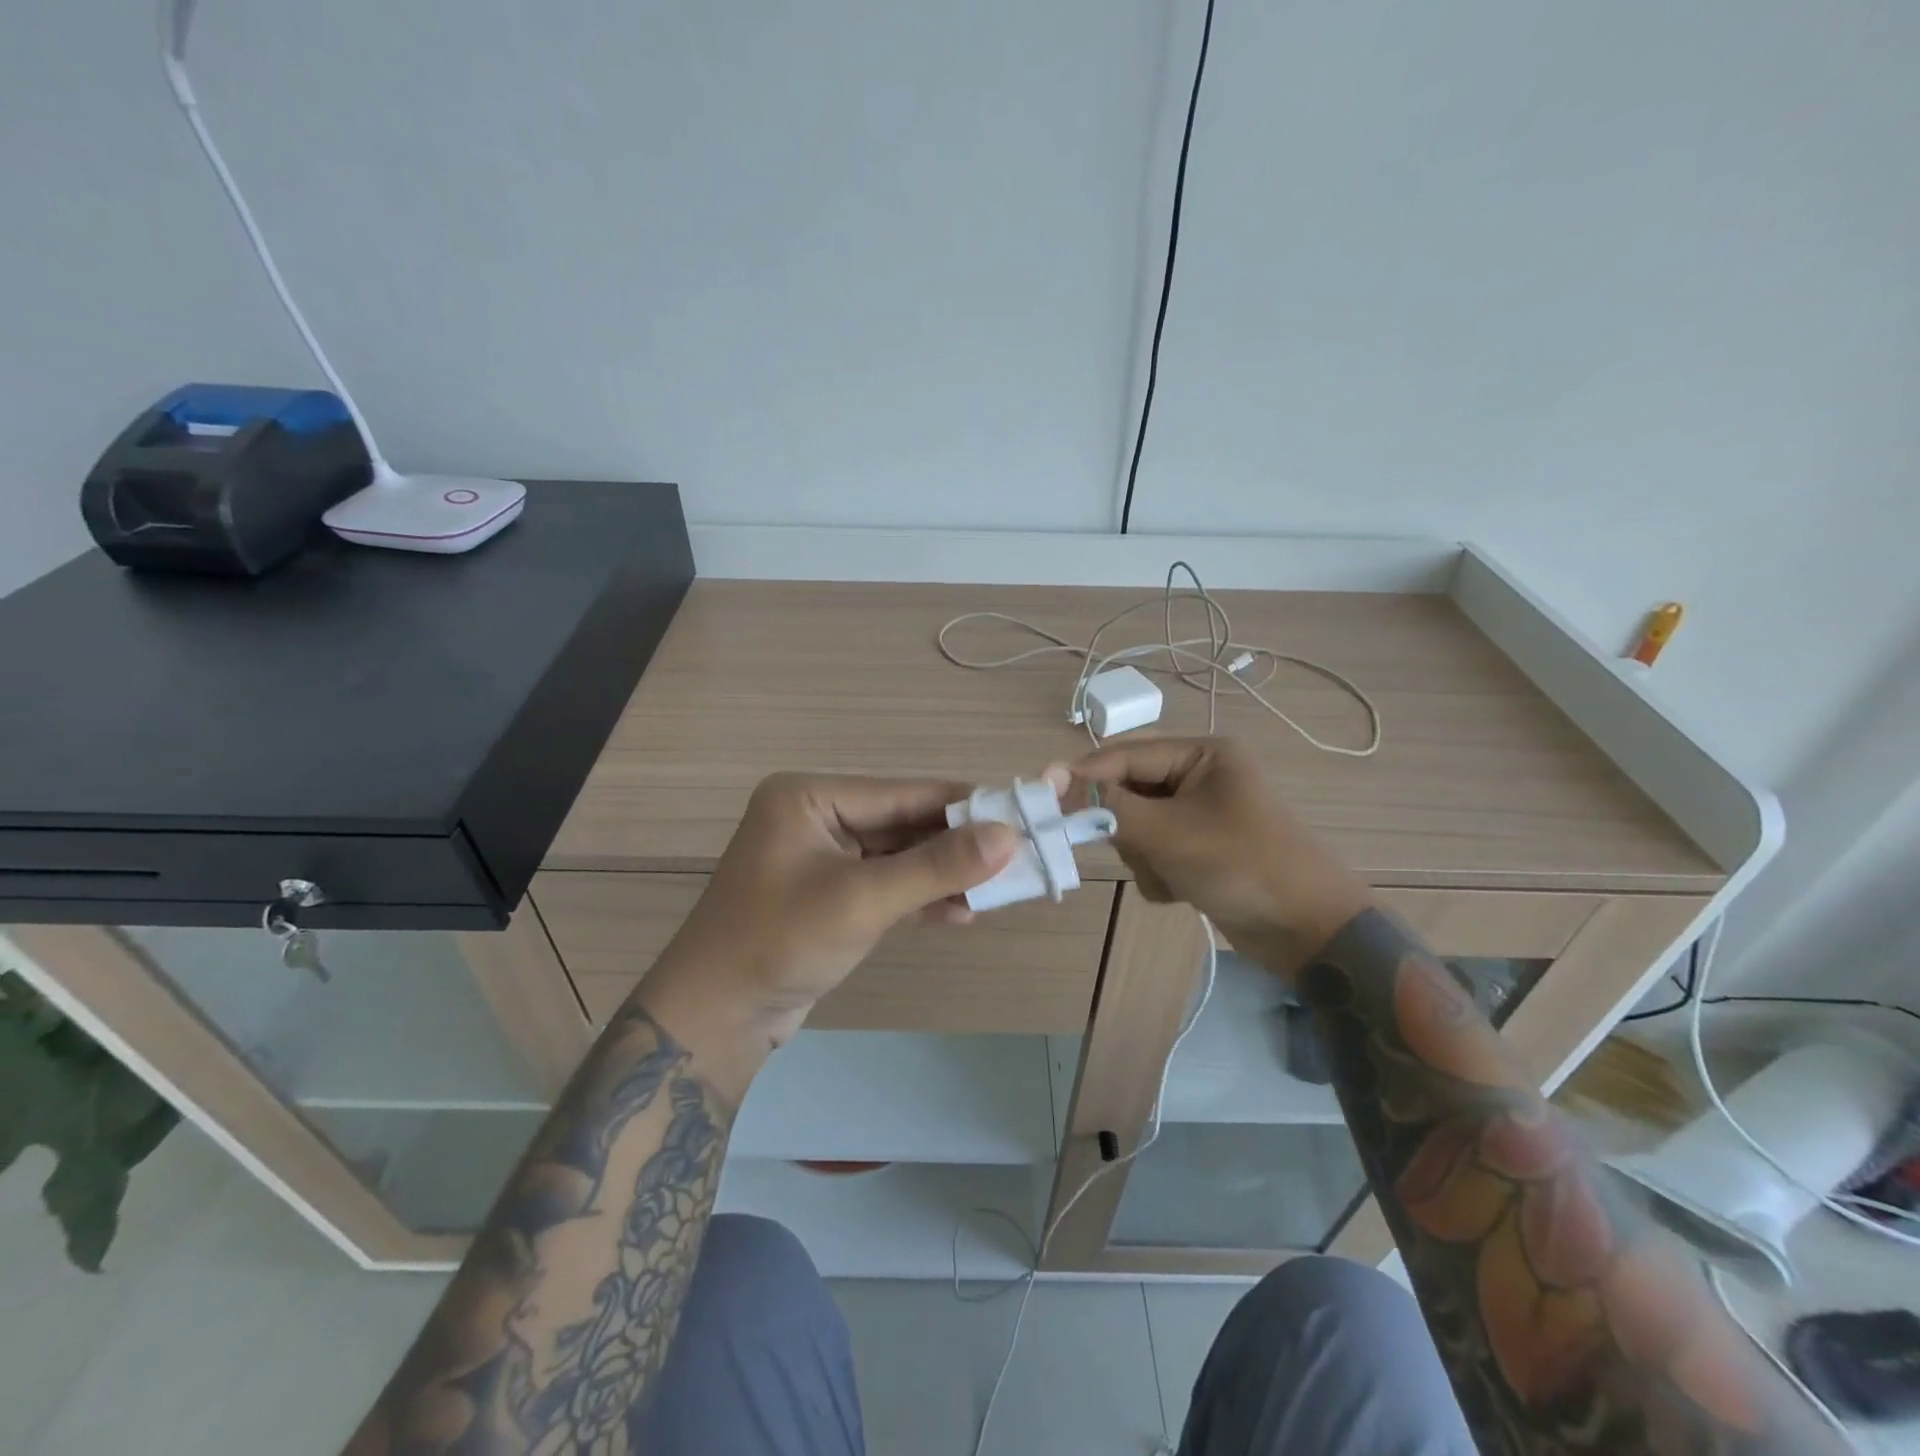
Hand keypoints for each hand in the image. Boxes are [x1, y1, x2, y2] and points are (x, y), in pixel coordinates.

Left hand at [636, 774, 1018, 1085]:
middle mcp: (815, 817)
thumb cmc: (780, 942)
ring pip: (898, 857)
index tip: (1020, 813)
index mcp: (810, 797)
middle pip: (902, 823)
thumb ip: (937, 866)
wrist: (715, 1019)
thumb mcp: (863, 899)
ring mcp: (821, 858)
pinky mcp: (828, 895)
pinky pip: (884, 884)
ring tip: (997, 892)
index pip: (902, 792)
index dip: (963, 805)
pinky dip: (919, 898)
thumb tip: (1009, 835)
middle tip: (1016, 858)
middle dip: (956, 846)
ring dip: (942, 875)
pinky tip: (960, 914)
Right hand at [1060, 737, 1369, 979]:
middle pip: (1128, 792)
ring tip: (1173, 875)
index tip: (1043, 802)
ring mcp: (1201, 816)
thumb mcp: (1169, 832)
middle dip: (1126, 828)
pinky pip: (1155, 852)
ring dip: (1144, 856)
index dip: (1083, 777)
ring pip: (1137, 827)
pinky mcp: (1201, 850)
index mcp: (1202, 754)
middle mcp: (1200, 777)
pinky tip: (1183, 891)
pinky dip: (1159, 873)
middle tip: (1138, 850)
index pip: (1123, 756)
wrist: (1312, 933)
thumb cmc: (1243, 865)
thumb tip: (1050, 776)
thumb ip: (1106, 805)